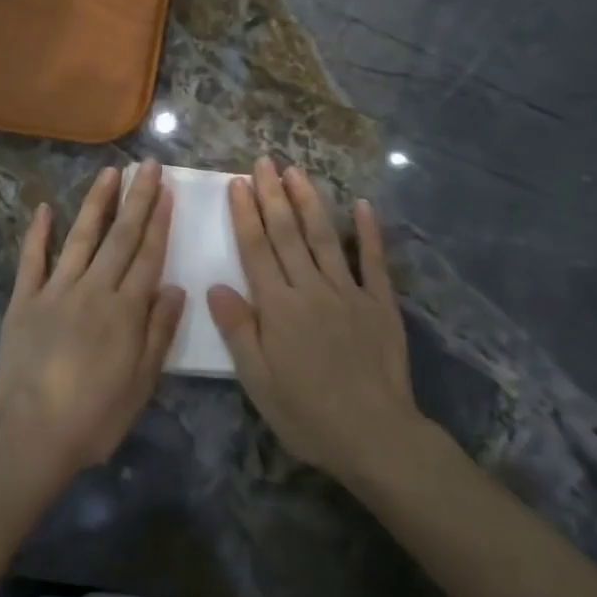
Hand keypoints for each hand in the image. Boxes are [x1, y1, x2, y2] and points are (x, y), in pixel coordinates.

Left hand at [0, 161, 185, 482]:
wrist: (32, 434)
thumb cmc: (96, 416)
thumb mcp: (142, 382)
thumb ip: (159, 332)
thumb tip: (175, 288)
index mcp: (126, 310)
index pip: (148, 255)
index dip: (160, 221)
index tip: (167, 191)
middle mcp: (94, 290)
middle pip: (120, 237)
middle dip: (137, 199)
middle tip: (147, 166)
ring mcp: (56, 291)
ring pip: (81, 237)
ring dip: (97, 203)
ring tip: (110, 173)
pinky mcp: (24, 300)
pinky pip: (32, 260)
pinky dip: (38, 234)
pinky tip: (45, 208)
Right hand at [208, 158, 421, 483]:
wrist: (375, 435)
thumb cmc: (308, 414)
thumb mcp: (259, 382)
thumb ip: (239, 331)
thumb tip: (215, 286)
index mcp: (279, 308)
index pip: (257, 250)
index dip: (246, 215)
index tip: (238, 183)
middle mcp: (312, 289)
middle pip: (288, 234)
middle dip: (273, 195)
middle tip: (264, 162)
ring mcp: (349, 292)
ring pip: (324, 238)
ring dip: (309, 202)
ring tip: (297, 171)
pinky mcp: (380, 303)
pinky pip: (374, 261)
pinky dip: (369, 232)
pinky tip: (363, 205)